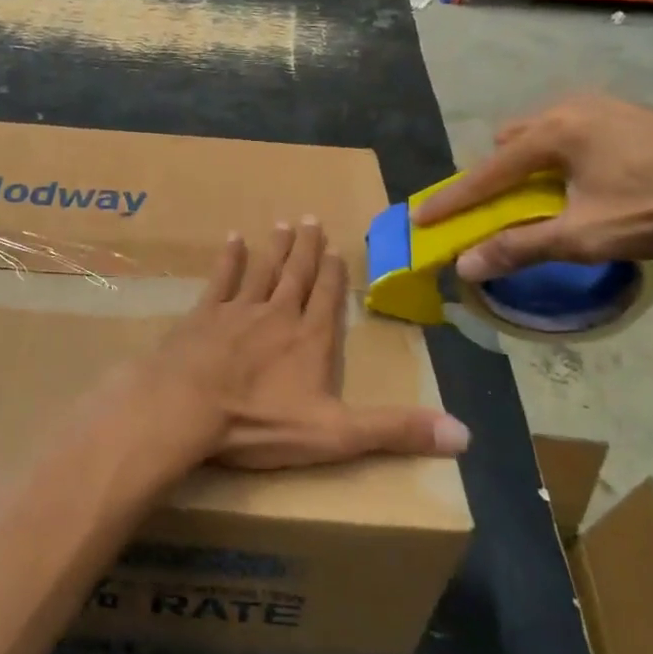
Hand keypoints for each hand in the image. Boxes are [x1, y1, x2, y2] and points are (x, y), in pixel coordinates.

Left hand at [133, 220, 469, 469]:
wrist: (187, 407)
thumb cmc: (260, 422)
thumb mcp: (336, 435)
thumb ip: (395, 430)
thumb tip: (465, 435)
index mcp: (310, 339)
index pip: (328, 298)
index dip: (333, 274)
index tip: (335, 249)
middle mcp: (277, 314)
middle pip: (296, 274)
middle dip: (306, 248)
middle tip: (311, 219)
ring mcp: (238, 310)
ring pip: (262, 270)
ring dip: (274, 248)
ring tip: (282, 223)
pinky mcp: (203, 315)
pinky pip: (221, 279)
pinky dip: (229, 259)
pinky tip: (233, 240)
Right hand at [411, 94, 652, 281]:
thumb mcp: (585, 236)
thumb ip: (520, 247)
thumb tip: (466, 266)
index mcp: (553, 133)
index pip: (486, 172)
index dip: (452, 200)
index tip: (421, 219)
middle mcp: (569, 109)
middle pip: (510, 142)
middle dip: (496, 174)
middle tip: (502, 207)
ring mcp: (602, 106)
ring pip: (542, 132)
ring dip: (530, 162)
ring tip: (547, 195)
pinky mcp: (628, 113)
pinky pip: (571, 130)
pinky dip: (560, 155)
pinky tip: (588, 179)